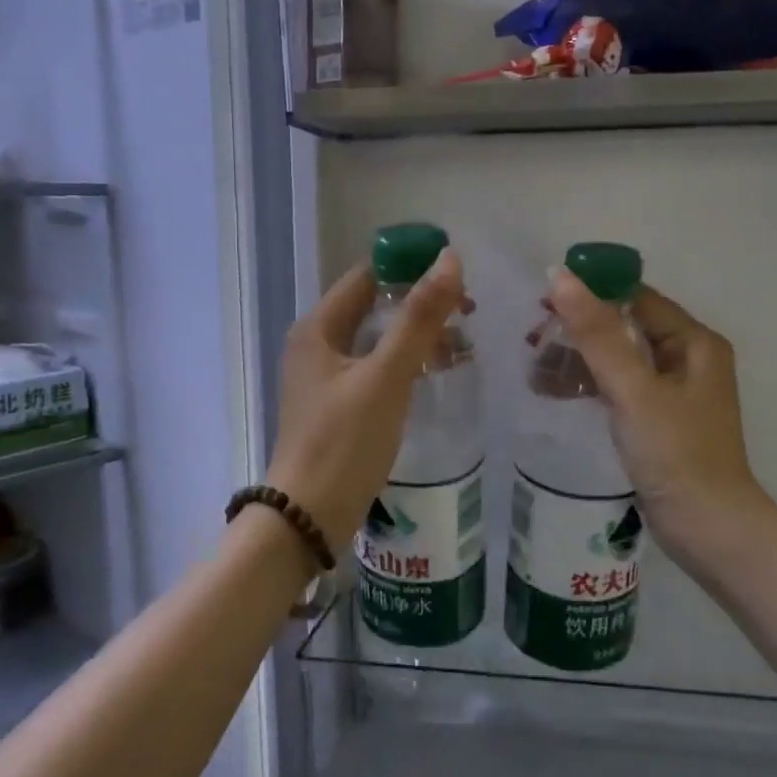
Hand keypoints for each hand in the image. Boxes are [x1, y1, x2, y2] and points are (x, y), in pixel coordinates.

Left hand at [267, 251, 467, 551]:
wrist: (309, 517)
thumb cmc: (344, 442)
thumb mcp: (386, 376)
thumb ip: (419, 319)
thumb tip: (449, 259)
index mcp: (318, 328)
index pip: (366, 277)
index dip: (409, 267)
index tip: (456, 275)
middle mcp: (316, 346)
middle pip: (372, 307)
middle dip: (419, 304)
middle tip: (468, 311)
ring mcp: (324, 379)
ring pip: (376, 340)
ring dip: (415, 335)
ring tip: (461, 343)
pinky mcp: (337, 407)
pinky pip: (375, 370)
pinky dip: (405, 364)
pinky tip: (434, 374)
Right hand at [546, 269, 771, 576]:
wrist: (708, 528)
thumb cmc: (676, 452)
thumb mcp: (633, 389)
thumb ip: (597, 333)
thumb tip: (560, 276)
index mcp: (693, 342)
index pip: (637, 297)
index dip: (592, 292)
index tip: (544, 298)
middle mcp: (687, 359)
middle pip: (625, 327)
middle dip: (579, 329)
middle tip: (531, 335)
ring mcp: (672, 392)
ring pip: (618, 359)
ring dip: (579, 359)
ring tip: (533, 367)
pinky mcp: (657, 420)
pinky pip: (617, 388)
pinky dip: (589, 385)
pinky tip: (554, 391)